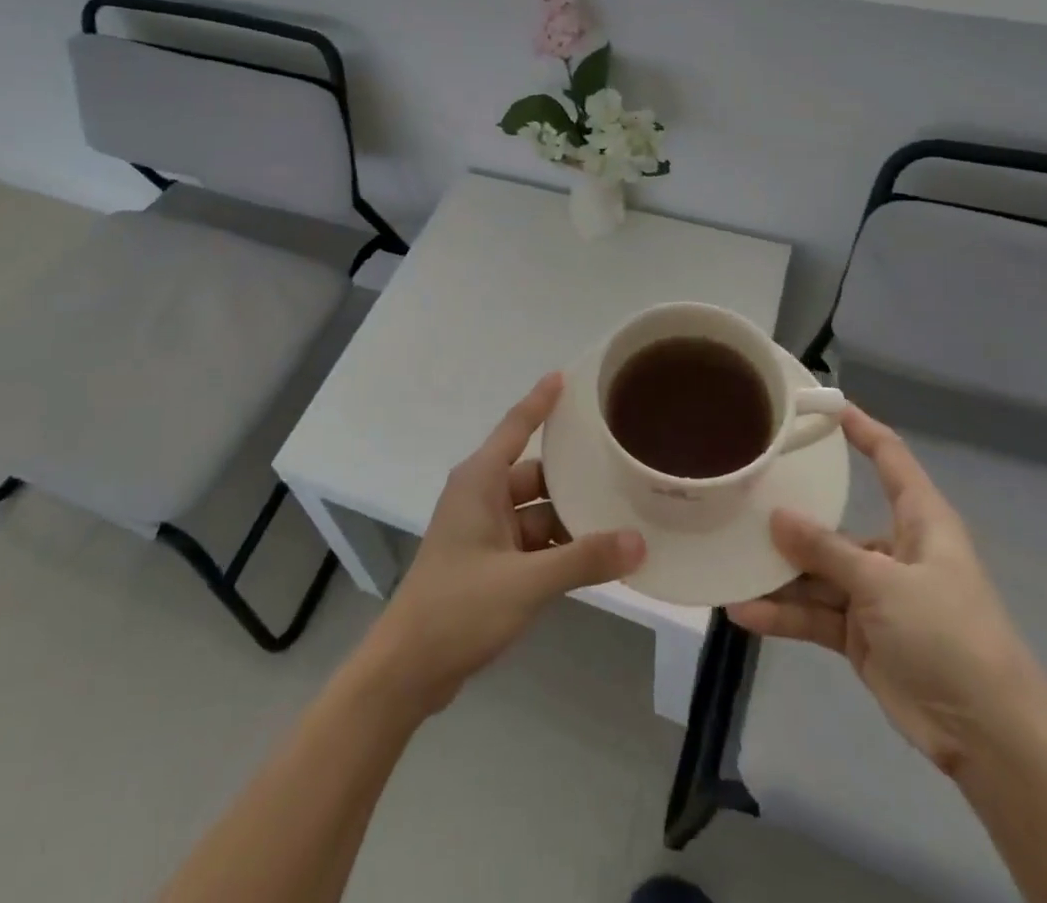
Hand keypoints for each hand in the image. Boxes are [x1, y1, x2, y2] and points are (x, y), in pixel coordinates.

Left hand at [364, 373, 645, 712]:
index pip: (516, 426)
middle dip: (574, 474)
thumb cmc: (459, 608)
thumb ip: (583, 559)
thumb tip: (638, 541)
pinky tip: (595, 555)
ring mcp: (484, 531)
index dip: (541, 401)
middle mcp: (481, 496)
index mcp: (479, 481)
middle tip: (620, 462)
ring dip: (570, 517)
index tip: (567, 377)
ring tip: (622, 513)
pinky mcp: (488, 561)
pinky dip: (559, 547)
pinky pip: (532, 541)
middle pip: (536, 473)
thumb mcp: (526, 582)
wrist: (408, 669)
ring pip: (537, 511)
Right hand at [727, 407, 1046, 777]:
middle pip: (835, 521)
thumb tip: (776, 516)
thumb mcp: (885, 584)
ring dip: (779, 573)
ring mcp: (875, 595)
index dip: (860, 428)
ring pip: (817, 572)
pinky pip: (814, 615)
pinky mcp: (861, 634)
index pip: (890, 458)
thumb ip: (827, 551)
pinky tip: (744, 610)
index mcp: (920, 522)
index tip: (821, 404)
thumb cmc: (950, 636)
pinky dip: (783, 614)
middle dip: (792, 515)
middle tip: (743, 493)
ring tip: (731, 561)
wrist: (990, 737)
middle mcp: (895, 550)